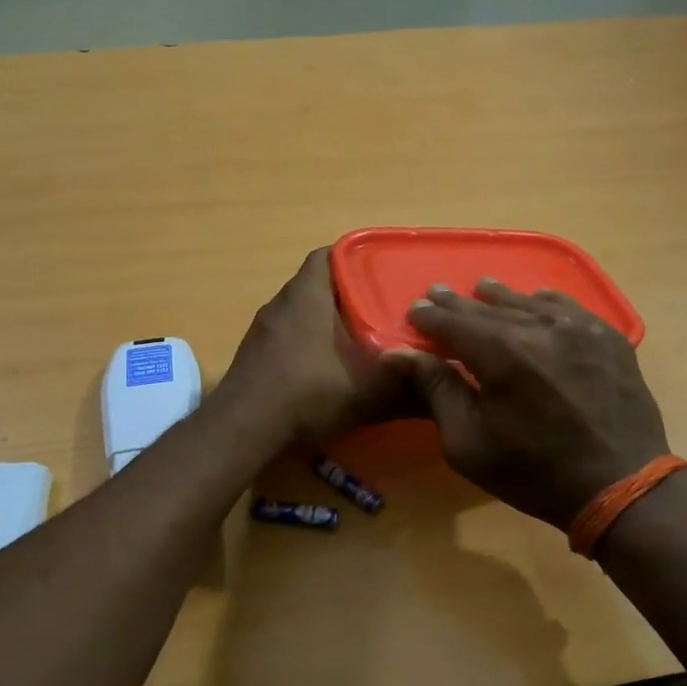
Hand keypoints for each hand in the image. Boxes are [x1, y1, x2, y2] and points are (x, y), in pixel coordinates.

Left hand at [218, 248, 415, 447]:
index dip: (357, 260)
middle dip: (349, 296)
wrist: (242, 430)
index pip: (330, 255)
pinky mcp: (253, 355)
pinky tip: (325, 371)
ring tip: (358, 342)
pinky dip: (307, 345)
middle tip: (382, 312)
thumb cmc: (308, 394)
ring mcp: (263, 330)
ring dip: (326, 323)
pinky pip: (286, 337)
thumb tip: (444, 390)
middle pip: (318, 284)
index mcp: (308, 295)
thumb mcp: (368, 392)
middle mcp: (281, 303)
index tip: (384, 276)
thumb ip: (408, 388)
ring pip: (301, 313)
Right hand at [389, 280, 670, 527]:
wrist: (621, 486)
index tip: (414, 311)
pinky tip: (535, 301)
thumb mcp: (469, 443)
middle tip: (437, 293)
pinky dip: (542, 301)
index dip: (429, 316)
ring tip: (481, 289)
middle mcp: (539, 327)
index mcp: (502, 354)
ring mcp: (579, 327)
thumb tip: (399, 353)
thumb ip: (437, 391)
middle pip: (488, 306)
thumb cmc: (535, 473)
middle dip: (458, 303)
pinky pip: (567, 305)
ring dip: (498, 296)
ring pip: (527, 300)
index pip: (453, 322)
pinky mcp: (607, 335)